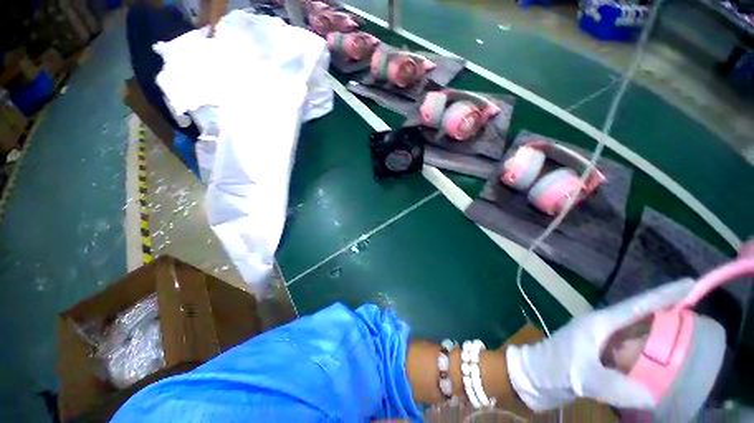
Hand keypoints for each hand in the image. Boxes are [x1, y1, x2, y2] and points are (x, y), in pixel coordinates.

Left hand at [506, 279, 694, 411]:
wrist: (534, 376)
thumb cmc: (553, 369)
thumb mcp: (583, 377)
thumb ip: (617, 387)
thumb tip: (655, 395)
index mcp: (598, 323)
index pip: (636, 306)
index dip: (663, 296)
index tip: (689, 284)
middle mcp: (602, 327)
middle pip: (640, 316)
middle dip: (667, 312)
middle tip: (697, 312)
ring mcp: (602, 341)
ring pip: (637, 333)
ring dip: (660, 333)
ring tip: (687, 334)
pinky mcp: (602, 355)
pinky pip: (632, 350)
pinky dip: (649, 353)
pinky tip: (662, 360)